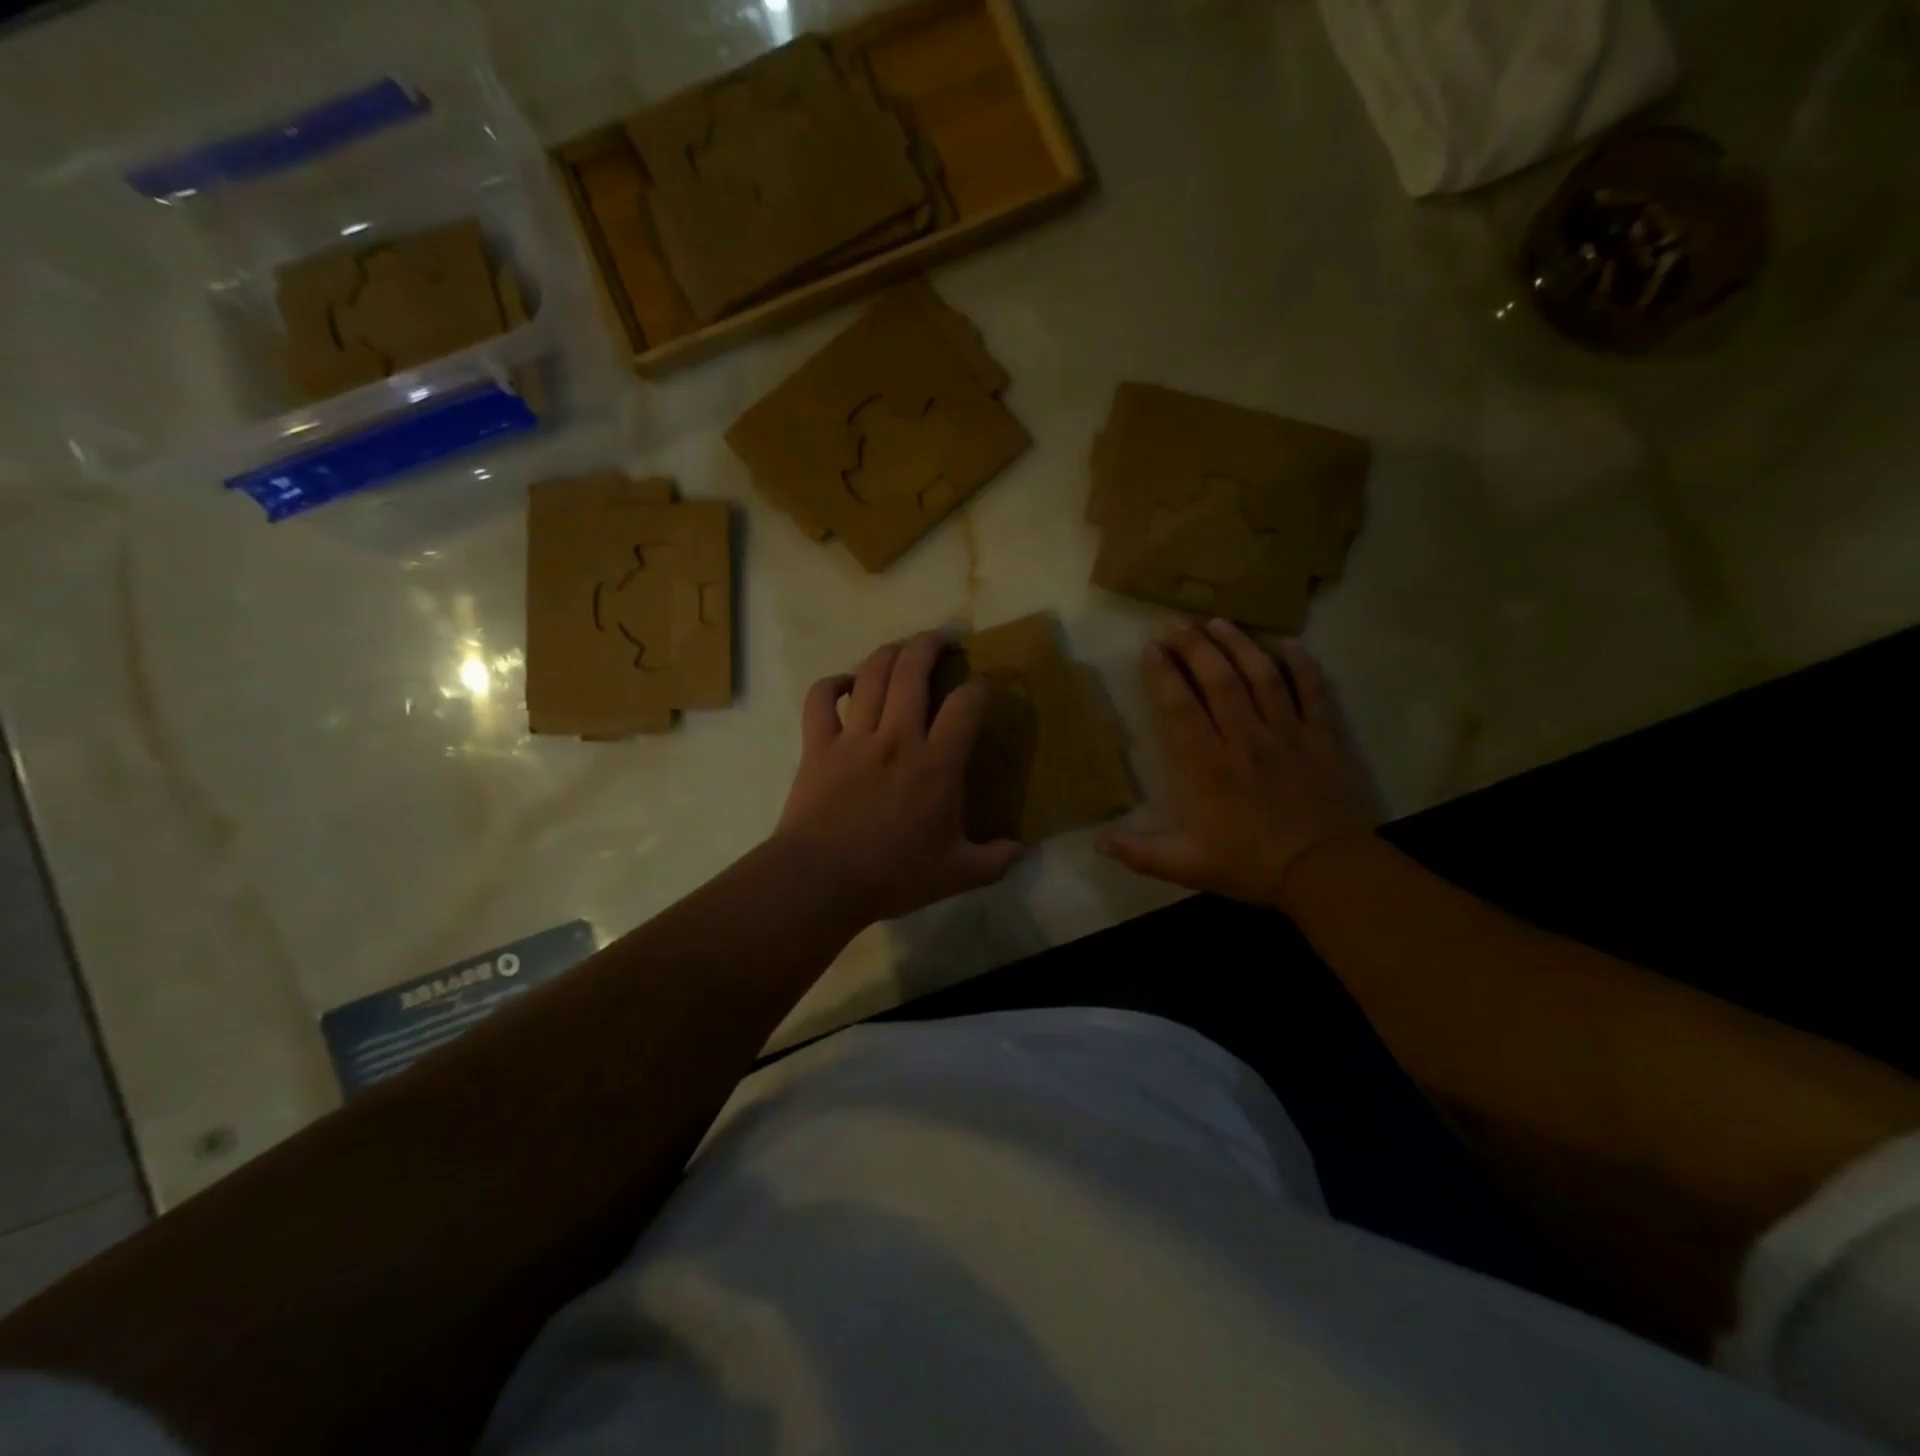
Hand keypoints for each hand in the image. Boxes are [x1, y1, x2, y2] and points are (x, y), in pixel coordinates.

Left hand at [773, 631, 1024, 925]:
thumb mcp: (956, 875)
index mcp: (936, 764)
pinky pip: (820, 699)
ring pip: (871, 674)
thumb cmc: (892, 875)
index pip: (966, 704)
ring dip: (890, 652)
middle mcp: (897, 737)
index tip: (985, 686)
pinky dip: (832, 683)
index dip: (981, 686)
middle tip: (943, 639)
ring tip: (903, 648)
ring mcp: (854, 737)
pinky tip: (844, 683)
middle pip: (913, 669)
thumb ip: (994, 861)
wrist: (820, 880)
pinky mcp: (818, 745)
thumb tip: (1022, 851)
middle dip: (931, 644)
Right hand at [1099, 619, 1374, 910]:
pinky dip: (1300, 664)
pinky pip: (1312, 690)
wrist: (1326, 872)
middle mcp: (1244, 739)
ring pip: (1261, 676)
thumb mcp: (1188, 866)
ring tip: (1218, 621)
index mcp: (1208, 767)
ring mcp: (1287, 733)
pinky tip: (1285, 644)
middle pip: (1218, 680)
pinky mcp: (1322, 736)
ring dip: (1238, 645)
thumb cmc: (1252, 865)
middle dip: (1195, 647)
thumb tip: (1098, 844)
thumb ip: (1142, 853)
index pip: (1180, 708)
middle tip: (1177, 623)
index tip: (1150, 649)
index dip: (1163, 675)